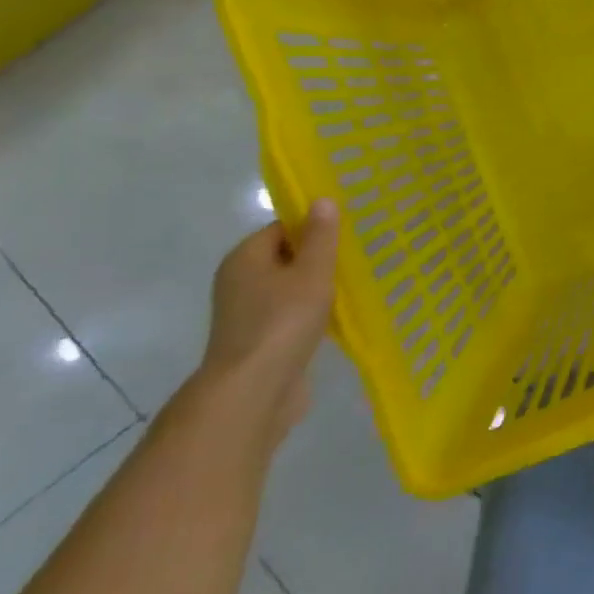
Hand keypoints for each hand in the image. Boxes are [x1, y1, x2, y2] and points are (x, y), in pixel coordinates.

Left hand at [199, 199, 340, 438]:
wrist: (253, 393)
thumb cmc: (283, 322)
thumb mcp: (312, 272)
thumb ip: (320, 236)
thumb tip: (321, 200)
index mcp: (245, 258)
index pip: (282, 228)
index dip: (313, 228)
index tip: (345, 235)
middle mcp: (238, 281)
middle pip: (285, 257)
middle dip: (318, 258)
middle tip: (354, 259)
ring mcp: (246, 314)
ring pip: (288, 288)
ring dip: (316, 288)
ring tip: (351, 287)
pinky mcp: (258, 341)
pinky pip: (289, 315)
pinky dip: (310, 314)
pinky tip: (336, 317)